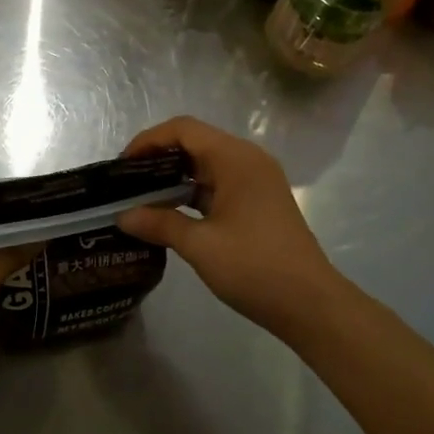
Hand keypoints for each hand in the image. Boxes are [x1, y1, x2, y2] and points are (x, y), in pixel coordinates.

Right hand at [117, 116, 345, 339]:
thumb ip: (159, 223)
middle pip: (195, 143)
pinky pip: (219, 184)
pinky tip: (170, 213)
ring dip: (175, 177)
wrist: (311, 304)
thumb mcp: (200, 245)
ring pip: (207, 165)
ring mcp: (257, 181)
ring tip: (141, 198)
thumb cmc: (254, 267)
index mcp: (235, 158)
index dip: (149, 140)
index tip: (122, 165)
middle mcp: (248, 160)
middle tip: (126, 183)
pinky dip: (193, 193)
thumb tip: (123, 216)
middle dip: (158, 158)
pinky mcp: (259, 202)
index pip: (184, 129)